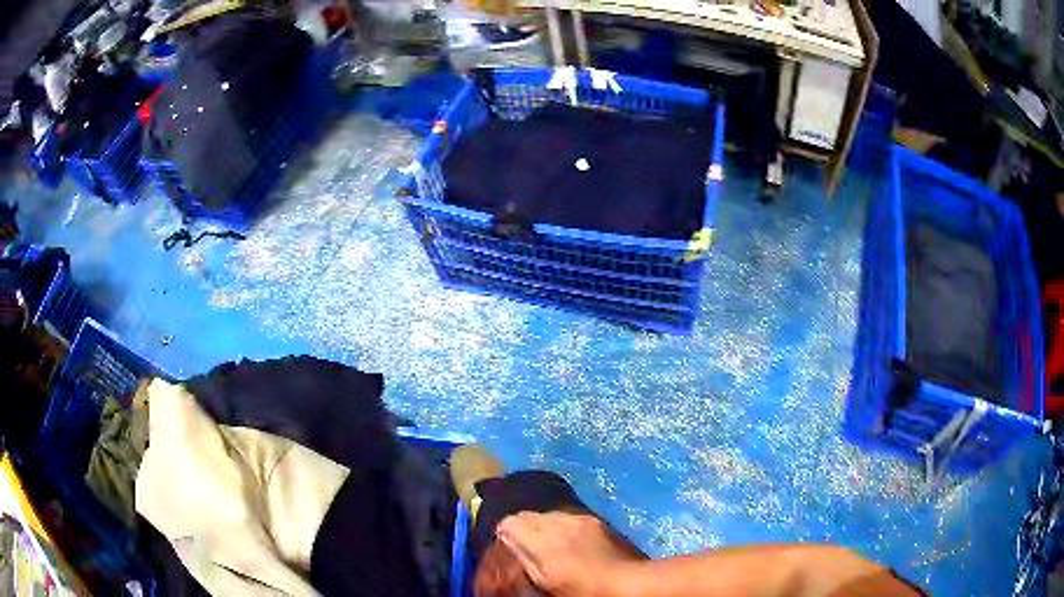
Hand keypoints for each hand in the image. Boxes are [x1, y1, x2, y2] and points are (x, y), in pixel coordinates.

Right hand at [496, 511, 632, 596]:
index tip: (507, 549)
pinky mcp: (598, 521)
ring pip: (549, 515)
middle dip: (522, 528)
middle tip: (526, 550)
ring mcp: (581, 519)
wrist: (631, 583)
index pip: (510, 522)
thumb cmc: (584, 590)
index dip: (504, 535)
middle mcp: (560, 523)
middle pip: (528, 515)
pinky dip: (563, 527)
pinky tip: (572, 545)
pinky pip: (569, 517)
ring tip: (549, 548)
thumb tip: (505, 536)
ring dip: (543, 527)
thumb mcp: (546, 581)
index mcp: (544, 541)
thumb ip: (524, 556)